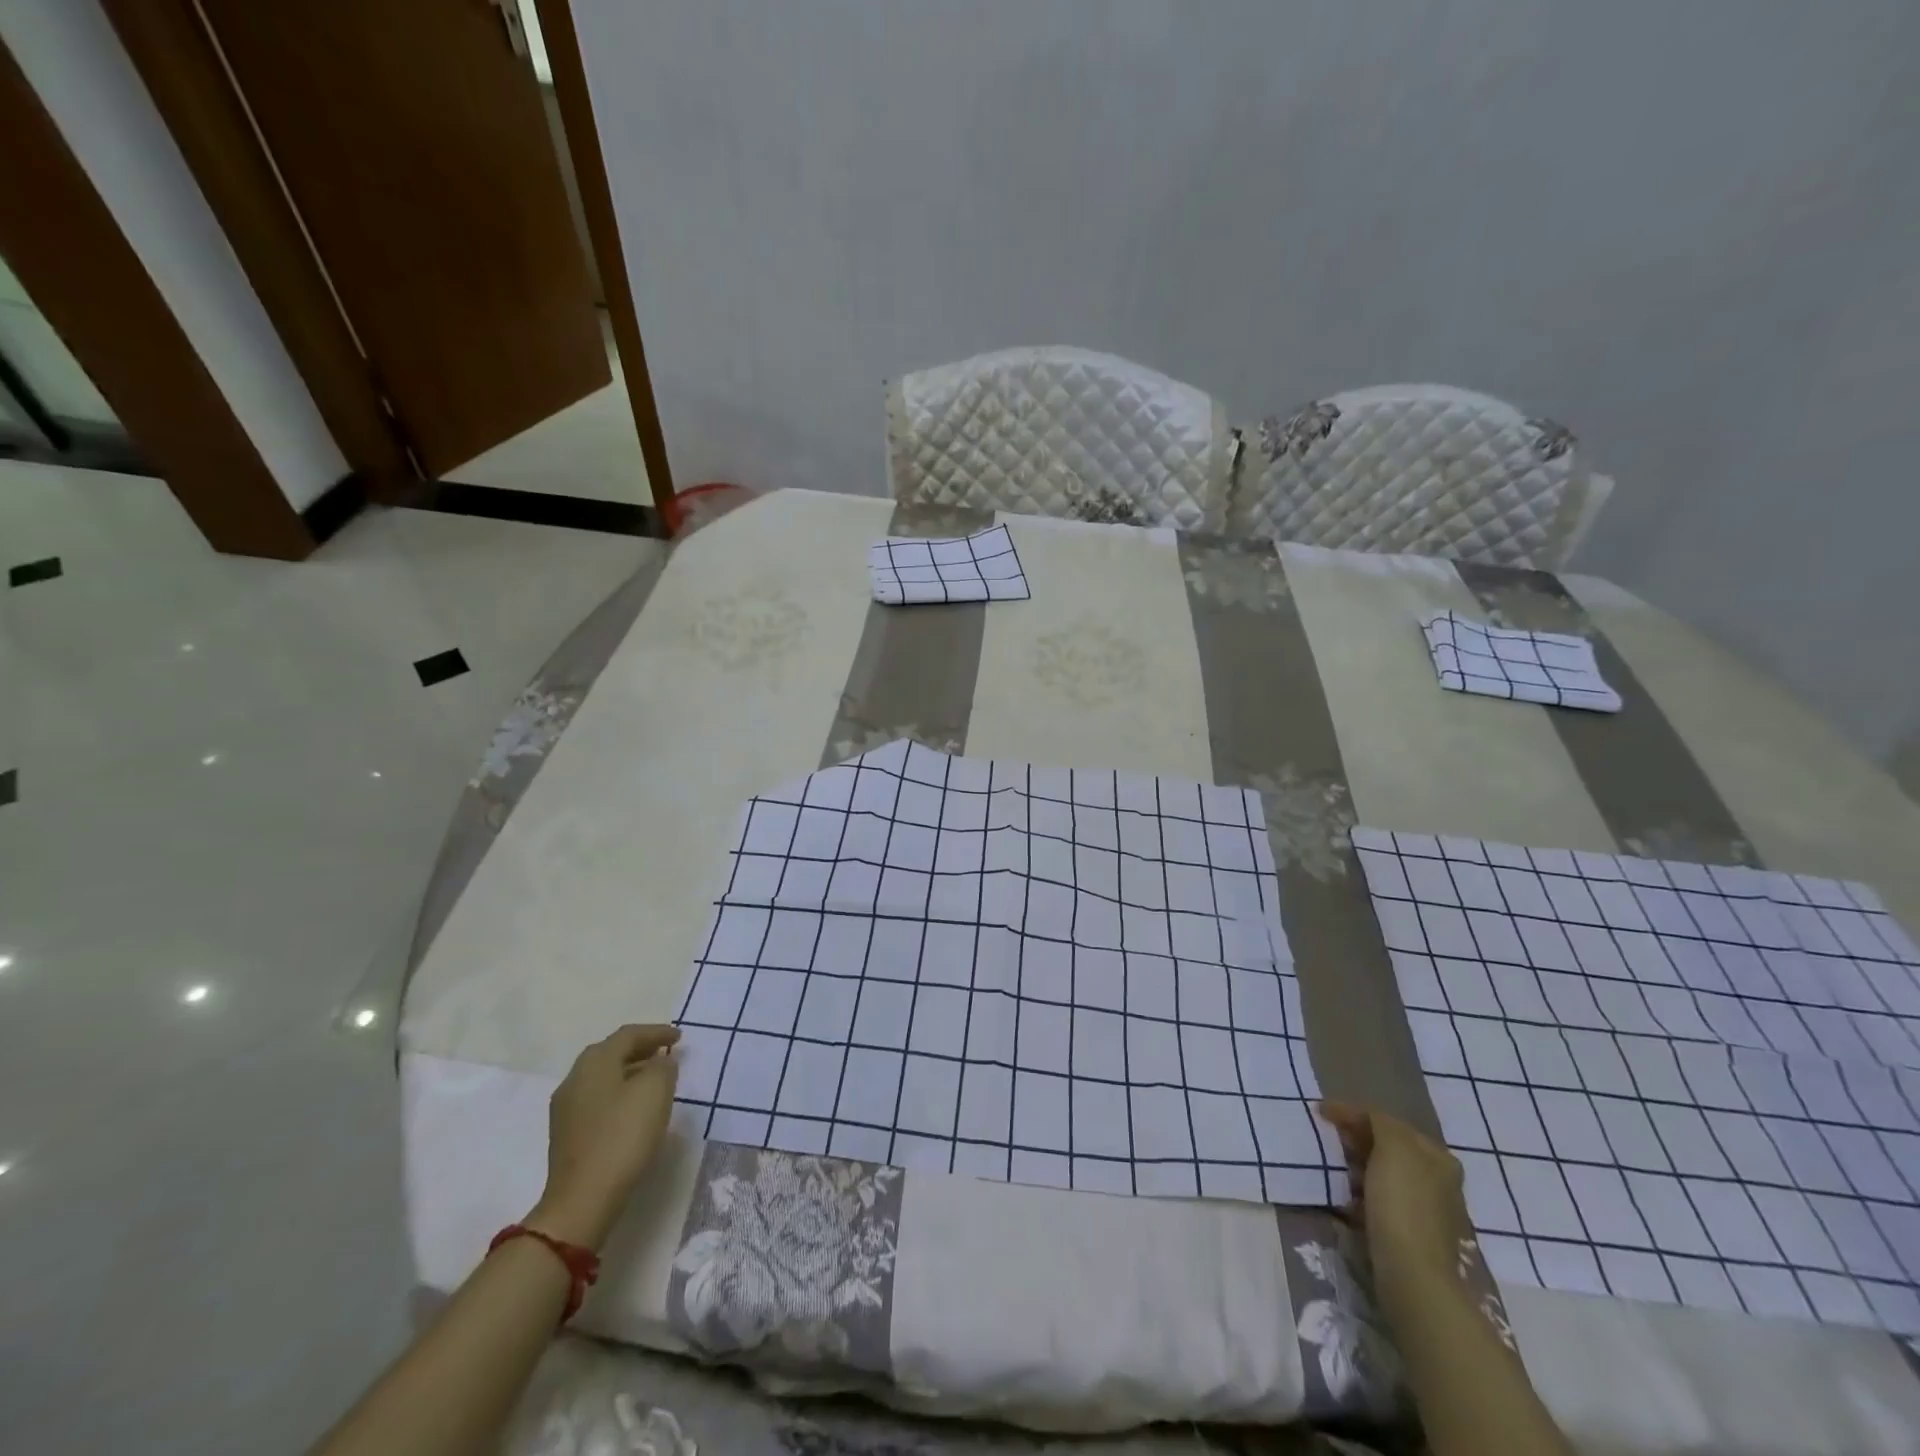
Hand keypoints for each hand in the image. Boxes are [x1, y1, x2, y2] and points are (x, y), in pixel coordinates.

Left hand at [529, 1024, 680, 1250]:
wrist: (582, 1200)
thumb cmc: (622, 1137)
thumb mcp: (655, 1091)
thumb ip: (663, 1067)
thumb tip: (660, 1063)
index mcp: (594, 1063)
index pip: (628, 1035)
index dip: (657, 1032)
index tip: (680, 1038)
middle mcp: (575, 1079)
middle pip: (611, 1053)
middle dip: (641, 1049)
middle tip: (666, 1053)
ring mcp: (566, 1109)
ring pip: (604, 1077)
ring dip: (631, 1072)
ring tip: (655, 1080)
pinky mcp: (568, 1134)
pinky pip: (599, 1099)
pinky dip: (620, 1093)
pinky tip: (635, 1109)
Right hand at [1318, 1100, 1469, 1287]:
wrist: (1411, 1273)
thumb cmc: (1402, 1203)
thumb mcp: (1393, 1147)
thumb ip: (1380, 1122)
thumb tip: (1364, 1118)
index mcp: (1437, 1156)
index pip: (1388, 1121)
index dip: (1353, 1113)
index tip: (1321, 1112)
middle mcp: (1437, 1180)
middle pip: (1386, 1147)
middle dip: (1355, 1140)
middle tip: (1327, 1138)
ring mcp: (1425, 1208)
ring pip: (1381, 1173)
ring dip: (1355, 1167)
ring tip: (1333, 1168)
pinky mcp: (1410, 1232)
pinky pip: (1379, 1200)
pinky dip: (1360, 1194)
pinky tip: (1346, 1200)